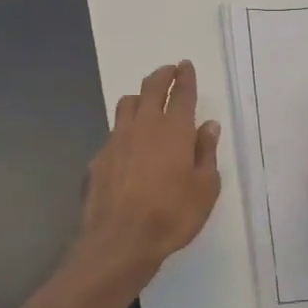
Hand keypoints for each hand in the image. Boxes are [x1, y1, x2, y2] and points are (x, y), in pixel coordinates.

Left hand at [80, 60, 221, 280]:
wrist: (119, 241)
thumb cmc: (172, 215)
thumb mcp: (205, 188)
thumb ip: (206, 153)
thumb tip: (208, 126)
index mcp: (175, 130)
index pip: (182, 93)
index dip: (185, 77)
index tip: (186, 66)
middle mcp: (144, 126)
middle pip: (151, 88)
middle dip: (162, 75)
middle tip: (169, 71)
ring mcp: (117, 140)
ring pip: (127, 104)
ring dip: (139, 97)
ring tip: (146, 102)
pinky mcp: (99, 158)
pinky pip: (113, 133)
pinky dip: (124, 130)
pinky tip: (128, 146)